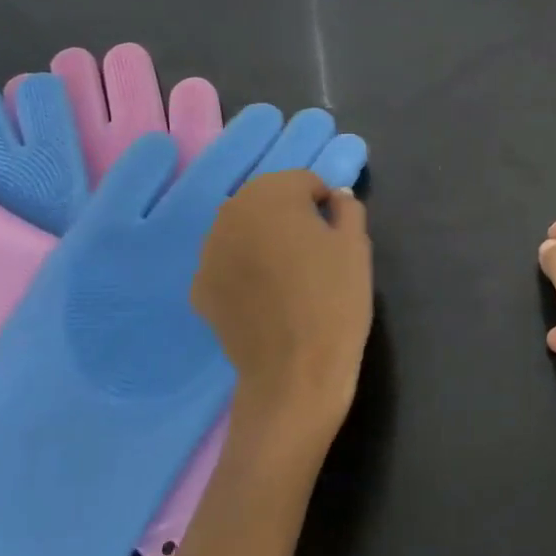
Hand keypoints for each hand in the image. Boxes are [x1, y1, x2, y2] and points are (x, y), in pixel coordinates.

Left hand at [193, 170, 372, 441]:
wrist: (294, 373)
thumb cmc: (334, 299)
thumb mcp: (356, 246)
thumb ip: (348, 208)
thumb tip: (336, 197)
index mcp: (272, 193)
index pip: (304, 182)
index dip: (325, 205)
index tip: (336, 235)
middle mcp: (232, 212)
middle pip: (268, 200)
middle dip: (289, 216)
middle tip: (313, 253)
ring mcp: (208, 251)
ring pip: (244, 230)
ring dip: (263, 240)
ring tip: (288, 276)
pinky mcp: (199, 287)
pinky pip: (227, 263)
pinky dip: (243, 270)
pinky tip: (263, 298)